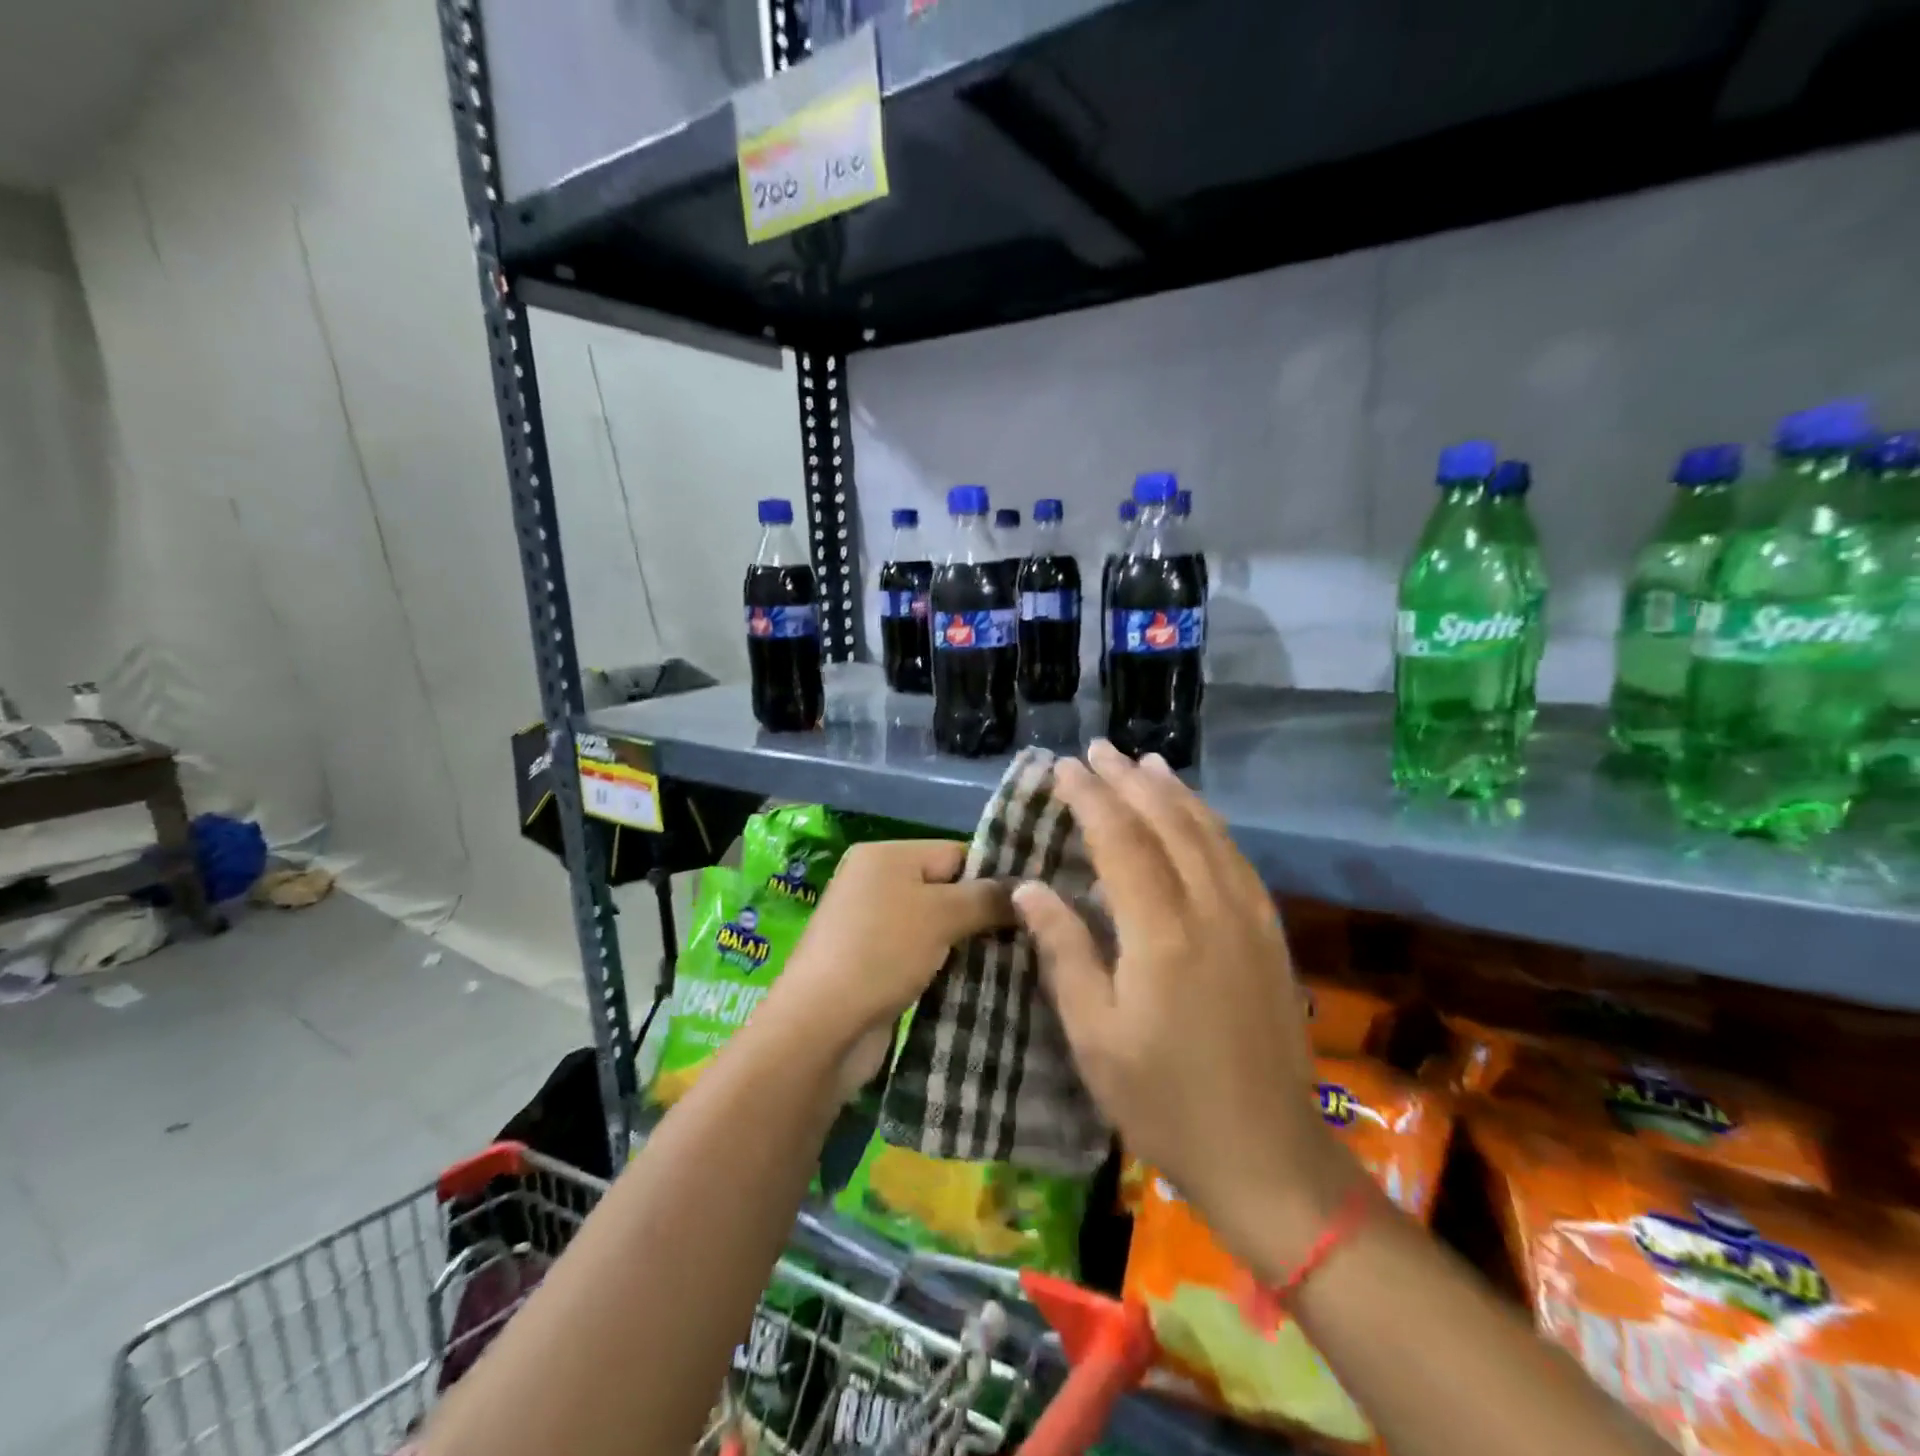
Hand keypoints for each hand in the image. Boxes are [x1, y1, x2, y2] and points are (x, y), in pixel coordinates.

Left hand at [768, 839, 1012, 1096]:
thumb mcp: (941, 914)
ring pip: (938, 926)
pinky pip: (923, 955)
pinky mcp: (874, 965)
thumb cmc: (882, 952)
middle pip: (947, 889)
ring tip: (1015, 961)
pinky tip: (981, 982)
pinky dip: (947, 966)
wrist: (822, 1027)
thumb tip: (1026, 890)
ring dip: (969, 945)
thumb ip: (986, 898)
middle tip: (1029, 936)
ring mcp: (872, 926)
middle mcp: (876, 883)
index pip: (956, 852)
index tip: (1032, 906)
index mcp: (886, 855)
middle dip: (984, 913)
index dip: (994, 877)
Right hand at [1014, 742, 1361, 1278]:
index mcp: (1162, 933)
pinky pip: (1236, 859)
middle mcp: (1210, 909)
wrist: (1268, 1155)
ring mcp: (1248, 919)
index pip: (1120, 841)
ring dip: (1173, 793)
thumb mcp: (1094, 1037)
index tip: (1064, 767)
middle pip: (1167, 824)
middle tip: (1097, 750)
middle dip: (1128, 782)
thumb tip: (1029, 888)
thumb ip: (1064, 951)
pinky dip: (1210, 824)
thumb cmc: (1164, 1102)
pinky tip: (1196, 816)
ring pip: (1208, 833)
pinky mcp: (1269, 934)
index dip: (1090, 798)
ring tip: (1145, 764)